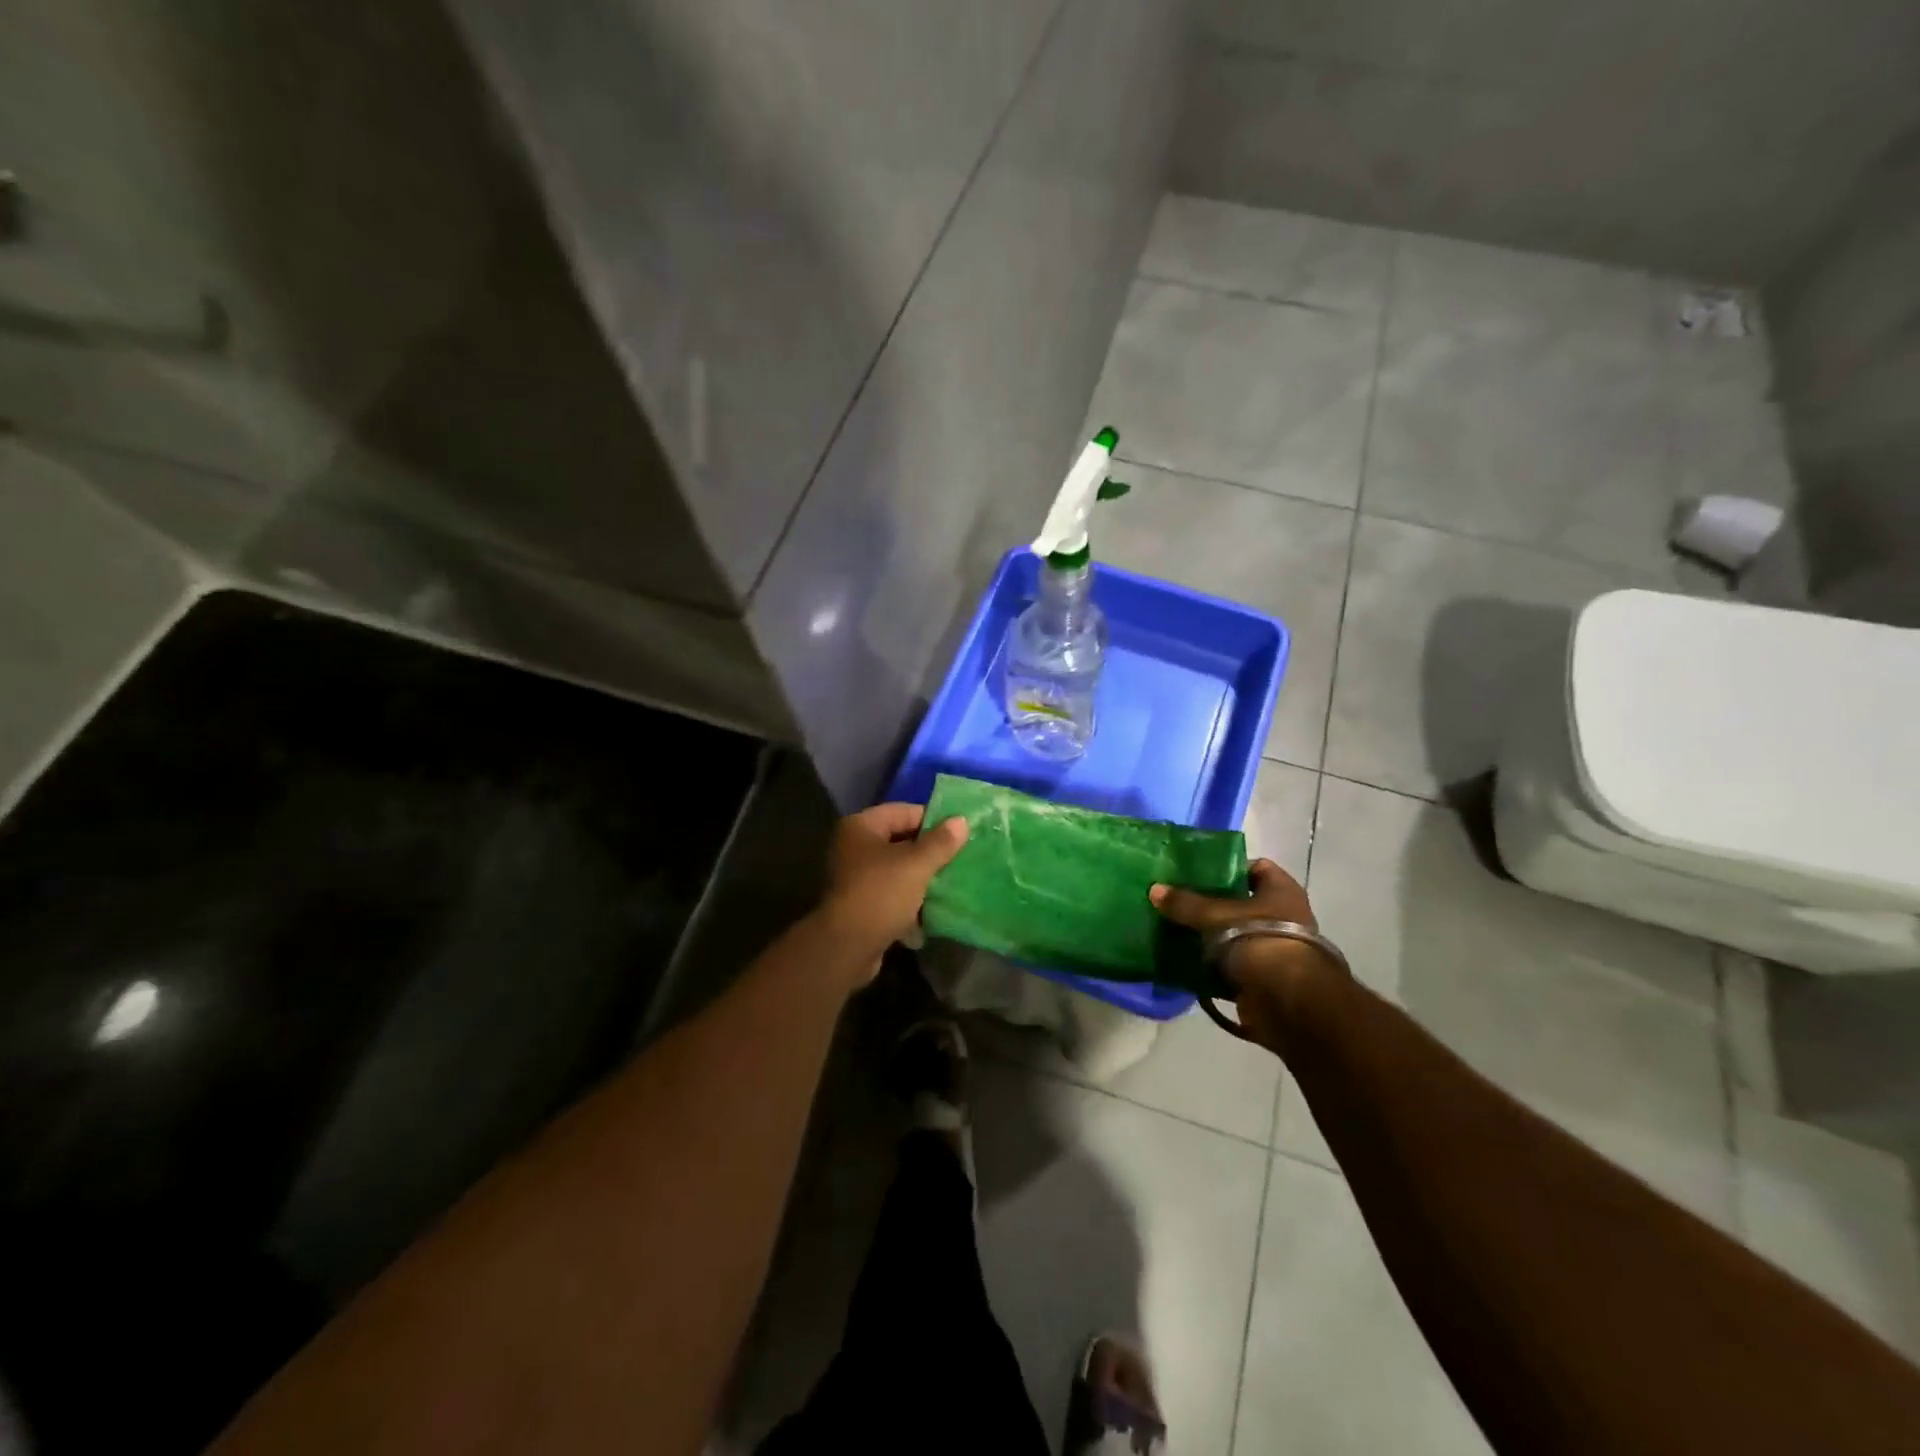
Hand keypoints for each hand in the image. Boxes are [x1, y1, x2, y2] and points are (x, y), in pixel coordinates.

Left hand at [816, 803, 968, 981]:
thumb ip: (941, 842)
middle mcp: (853, 847)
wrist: (847, 947)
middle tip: (959, 858)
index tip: (959, 834)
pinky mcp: (860, 905)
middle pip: (900, 841)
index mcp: (861, 827)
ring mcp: (854, 877)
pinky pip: (891, 895)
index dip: (933, 820)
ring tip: (950, 884)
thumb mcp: (917, 864)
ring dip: (921, 878)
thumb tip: (962, 821)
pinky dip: (909, 902)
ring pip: (897, 870)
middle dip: (929, 852)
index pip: (903, 811)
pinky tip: (931, 913)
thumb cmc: (881, 894)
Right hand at [1149, 859, 1343, 1045]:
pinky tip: (1188, 962)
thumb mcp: (1213, 915)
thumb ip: (1184, 902)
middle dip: (1214, 905)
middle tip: (1182, 902)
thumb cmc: (1255, 938)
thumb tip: (1154, 889)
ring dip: (1213, 938)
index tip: (1199, 874)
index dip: (1229, 868)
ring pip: (1237, 936)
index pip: (1256, 868)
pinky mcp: (1266, 978)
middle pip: (1243, 903)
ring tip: (1179, 932)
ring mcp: (1277, 949)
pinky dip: (1215, 966)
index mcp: (1281, 891)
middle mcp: (1285, 916)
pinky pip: (1234, 965)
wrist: (1283, 998)